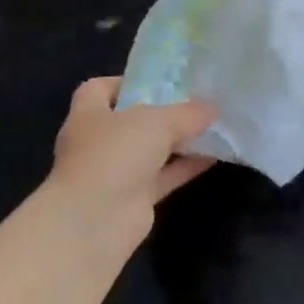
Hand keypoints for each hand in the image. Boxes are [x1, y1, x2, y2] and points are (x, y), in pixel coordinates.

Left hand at [41, 77, 217, 244]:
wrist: (96, 220)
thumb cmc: (116, 154)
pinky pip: (164, 176)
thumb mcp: (158, 121)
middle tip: (195, 103)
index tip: (158, 82)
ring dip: (178, 141)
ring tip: (211, 128)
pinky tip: (213, 157)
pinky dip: (186, 167)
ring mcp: (115, 172)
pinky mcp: (133, 198)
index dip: (125, 82)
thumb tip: (211, 109)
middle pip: (131, 121)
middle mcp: (98, 142)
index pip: (99, 89)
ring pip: (151, 150)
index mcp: (89, 115)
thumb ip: (187, 113)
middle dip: (162, 113)